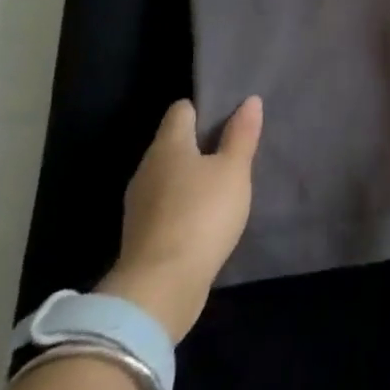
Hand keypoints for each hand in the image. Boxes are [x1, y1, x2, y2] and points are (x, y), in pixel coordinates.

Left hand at [99, 96, 260, 342]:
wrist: (160, 289)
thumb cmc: (202, 215)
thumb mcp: (234, 170)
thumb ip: (241, 135)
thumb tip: (249, 101)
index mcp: (168, 145)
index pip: (182, 110)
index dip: (204, 108)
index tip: (229, 115)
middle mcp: (147, 168)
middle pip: (174, 143)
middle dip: (200, 144)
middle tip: (233, 149)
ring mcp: (139, 204)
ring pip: (168, 176)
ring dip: (191, 177)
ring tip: (223, 184)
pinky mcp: (141, 235)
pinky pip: (165, 205)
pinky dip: (183, 205)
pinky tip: (205, 217)